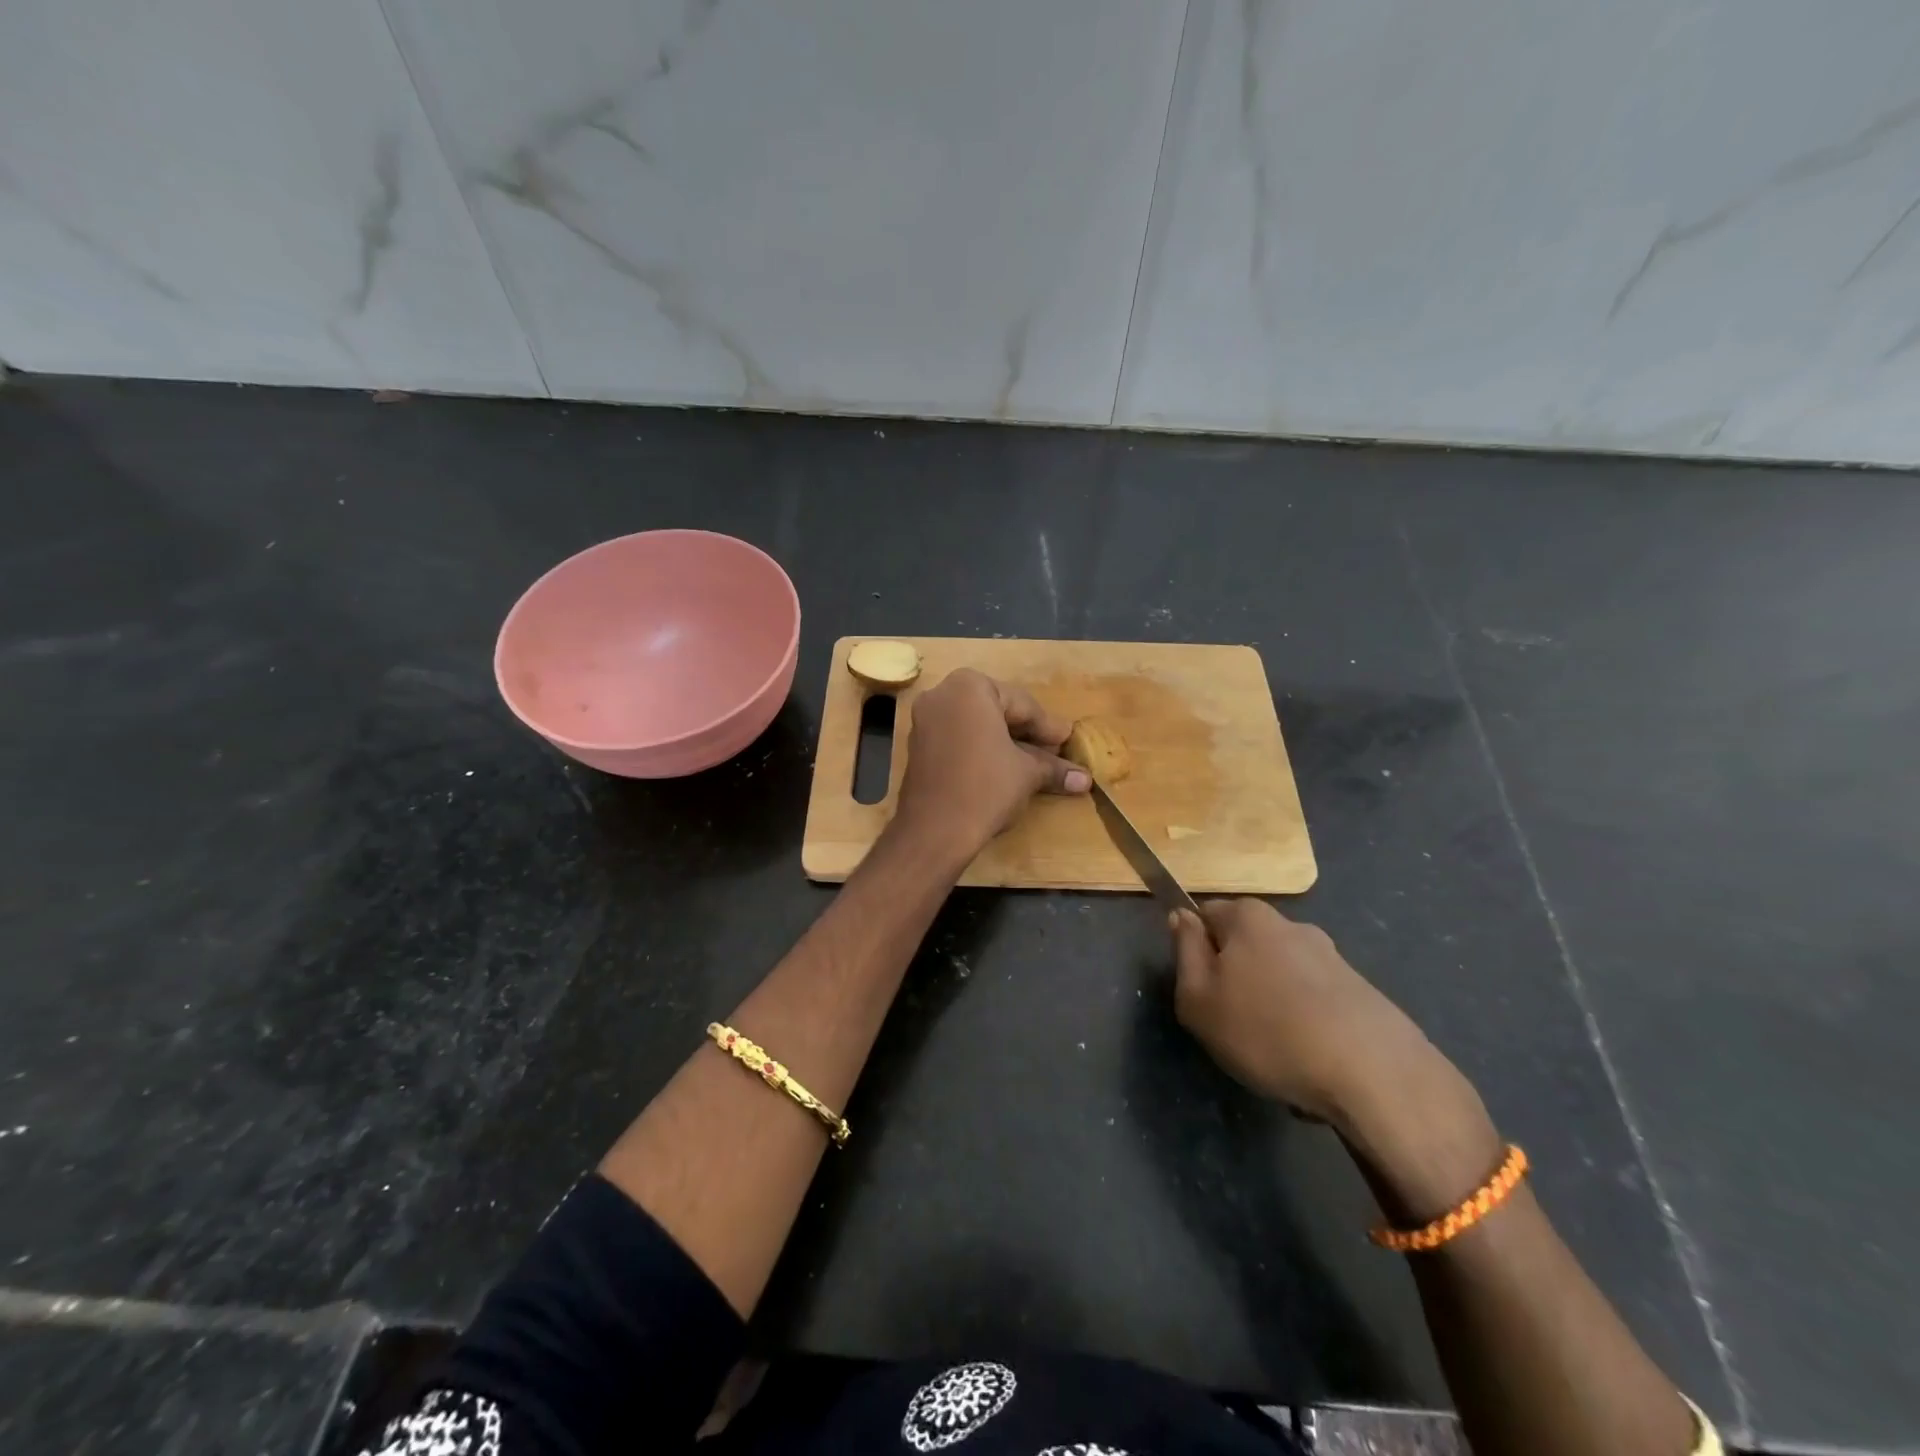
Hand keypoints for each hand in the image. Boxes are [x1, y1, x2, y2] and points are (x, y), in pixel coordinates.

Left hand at [892, 668, 1089, 856]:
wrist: (934, 831)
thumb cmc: (986, 788)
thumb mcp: (1027, 774)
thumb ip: (1053, 768)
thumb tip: (1084, 779)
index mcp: (970, 687)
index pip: (1022, 705)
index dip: (1048, 728)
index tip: (1067, 741)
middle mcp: (942, 694)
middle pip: (997, 710)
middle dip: (1025, 732)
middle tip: (1053, 751)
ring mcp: (924, 719)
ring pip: (976, 725)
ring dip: (1003, 741)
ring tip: (1032, 762)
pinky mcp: (917, 746)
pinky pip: (957, 738)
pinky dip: (980, 749)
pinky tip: (1002, 768)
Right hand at [1169, 898, 1445, 1127]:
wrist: (1374, 1074)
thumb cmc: (1266, 1030)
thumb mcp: (1198, 998)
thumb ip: (1184, 951)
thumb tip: (1181, 917)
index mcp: (1249, 917)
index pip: (1204, 914)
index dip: (1195, 950)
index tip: (1200, 990)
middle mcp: (1292, 925)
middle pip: (1245, 945)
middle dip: (1236, 979)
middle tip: (1231, 1025)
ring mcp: (1332, 957)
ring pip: (1280, 978)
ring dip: (1272, 1007)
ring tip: (1276, 1054)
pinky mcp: (1362, 991)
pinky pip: (1314, 1004)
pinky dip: (1306, 1027)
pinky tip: (1310, 1063)